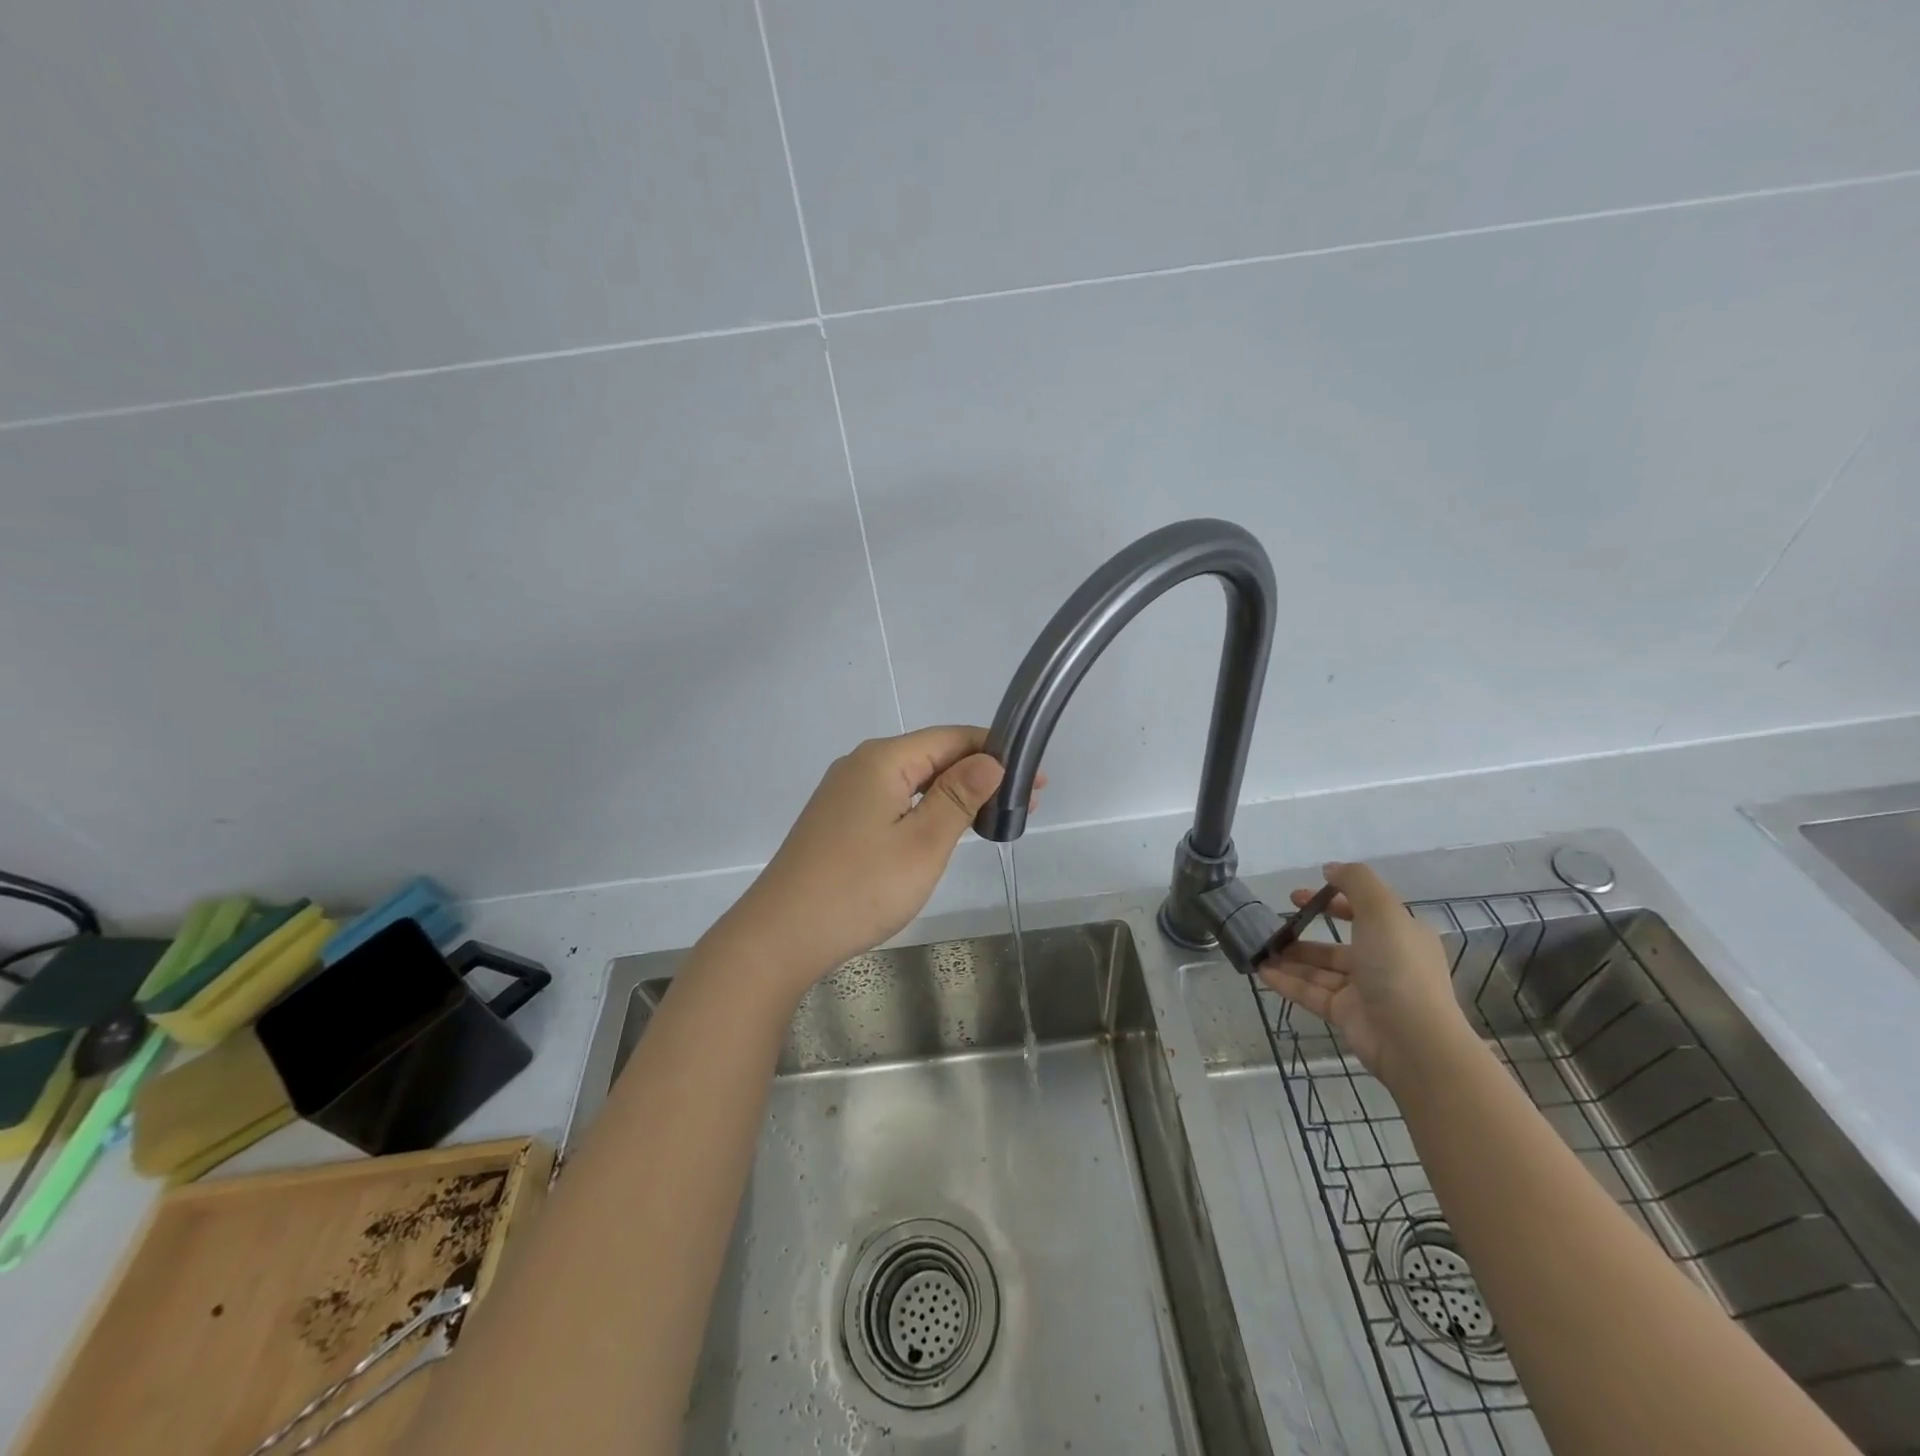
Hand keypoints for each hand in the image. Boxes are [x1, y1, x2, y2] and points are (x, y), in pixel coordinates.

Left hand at [706, 726, 1031, 1002]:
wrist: (781, 936)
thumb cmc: (860, 888)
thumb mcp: (923, 843)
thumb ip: (959, 796)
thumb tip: (992, 759)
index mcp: (883, 759)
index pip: (952, 737)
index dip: (997, 752)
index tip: (1036, 778)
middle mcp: (861, 765)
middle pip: (931, 755)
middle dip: (979, 774)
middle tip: (1024, 804)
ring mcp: (844, 793)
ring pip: (912, 780)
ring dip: (953, 793)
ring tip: (992, 817)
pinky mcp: (837, 820)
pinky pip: (892, 800)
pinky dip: (924, 809)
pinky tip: (942, 829)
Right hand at [1257, 861, 1470, 1085]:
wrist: (1414, 1040)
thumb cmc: (1398, 967)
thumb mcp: (1382, 911)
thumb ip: (1356, 882)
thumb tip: (1329, 868)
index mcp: (1400, 935)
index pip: (1363, 911)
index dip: (1331, 900)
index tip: (1297, 896)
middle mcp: (1383, 961)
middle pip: (1337, 943)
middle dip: (1305, 933)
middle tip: (1273, 924)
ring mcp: (1364, 990)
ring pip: (1320, 969)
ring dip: (1290, 958)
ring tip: (1260, 949)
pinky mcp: (1346, 1014)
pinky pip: (1311, 993)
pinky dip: (1287, 982)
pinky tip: (1261, 971)